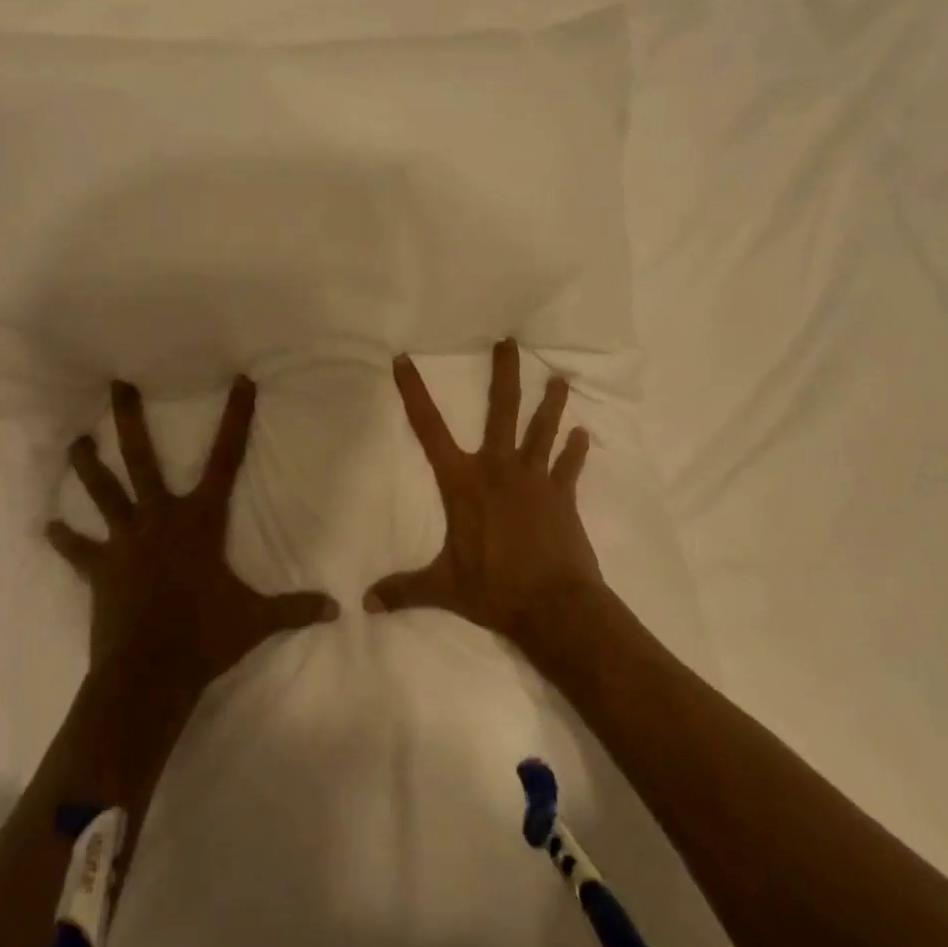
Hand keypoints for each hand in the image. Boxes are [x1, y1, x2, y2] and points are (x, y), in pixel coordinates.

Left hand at [47, 377, 337, 700]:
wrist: (149, 674)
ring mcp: (124, 541)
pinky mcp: (99, 569)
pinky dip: (63, 539)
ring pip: (103, 492)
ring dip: (87, 466)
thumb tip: (338, 610)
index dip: (236, 418)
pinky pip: (78, 550)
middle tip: (117, 384)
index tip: (240, 381)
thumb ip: (295, 609)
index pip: (226, 459)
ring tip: (74, 441)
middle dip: (129, 419)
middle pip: (141, 458)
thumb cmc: (205, 637)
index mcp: (200, 520)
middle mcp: (159, 518)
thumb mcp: (256, 620)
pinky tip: (46, 526)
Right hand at [364, 338, 605, 652]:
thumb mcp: (442, 588)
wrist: (554, 605)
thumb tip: (364, 603)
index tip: (404, 360)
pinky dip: (576, 450)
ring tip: (560, 379)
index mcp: (463, 482)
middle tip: (509, 341)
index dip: (414, 393)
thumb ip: (404, 590)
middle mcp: (498, 468)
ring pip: (542, 429)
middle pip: (502, 410)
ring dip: (551, 404)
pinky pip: (570, 466)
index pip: (429, 429)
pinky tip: (583, 434)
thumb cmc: (493, 589)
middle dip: (504, 373)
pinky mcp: (562, 495)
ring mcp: (535, 478)